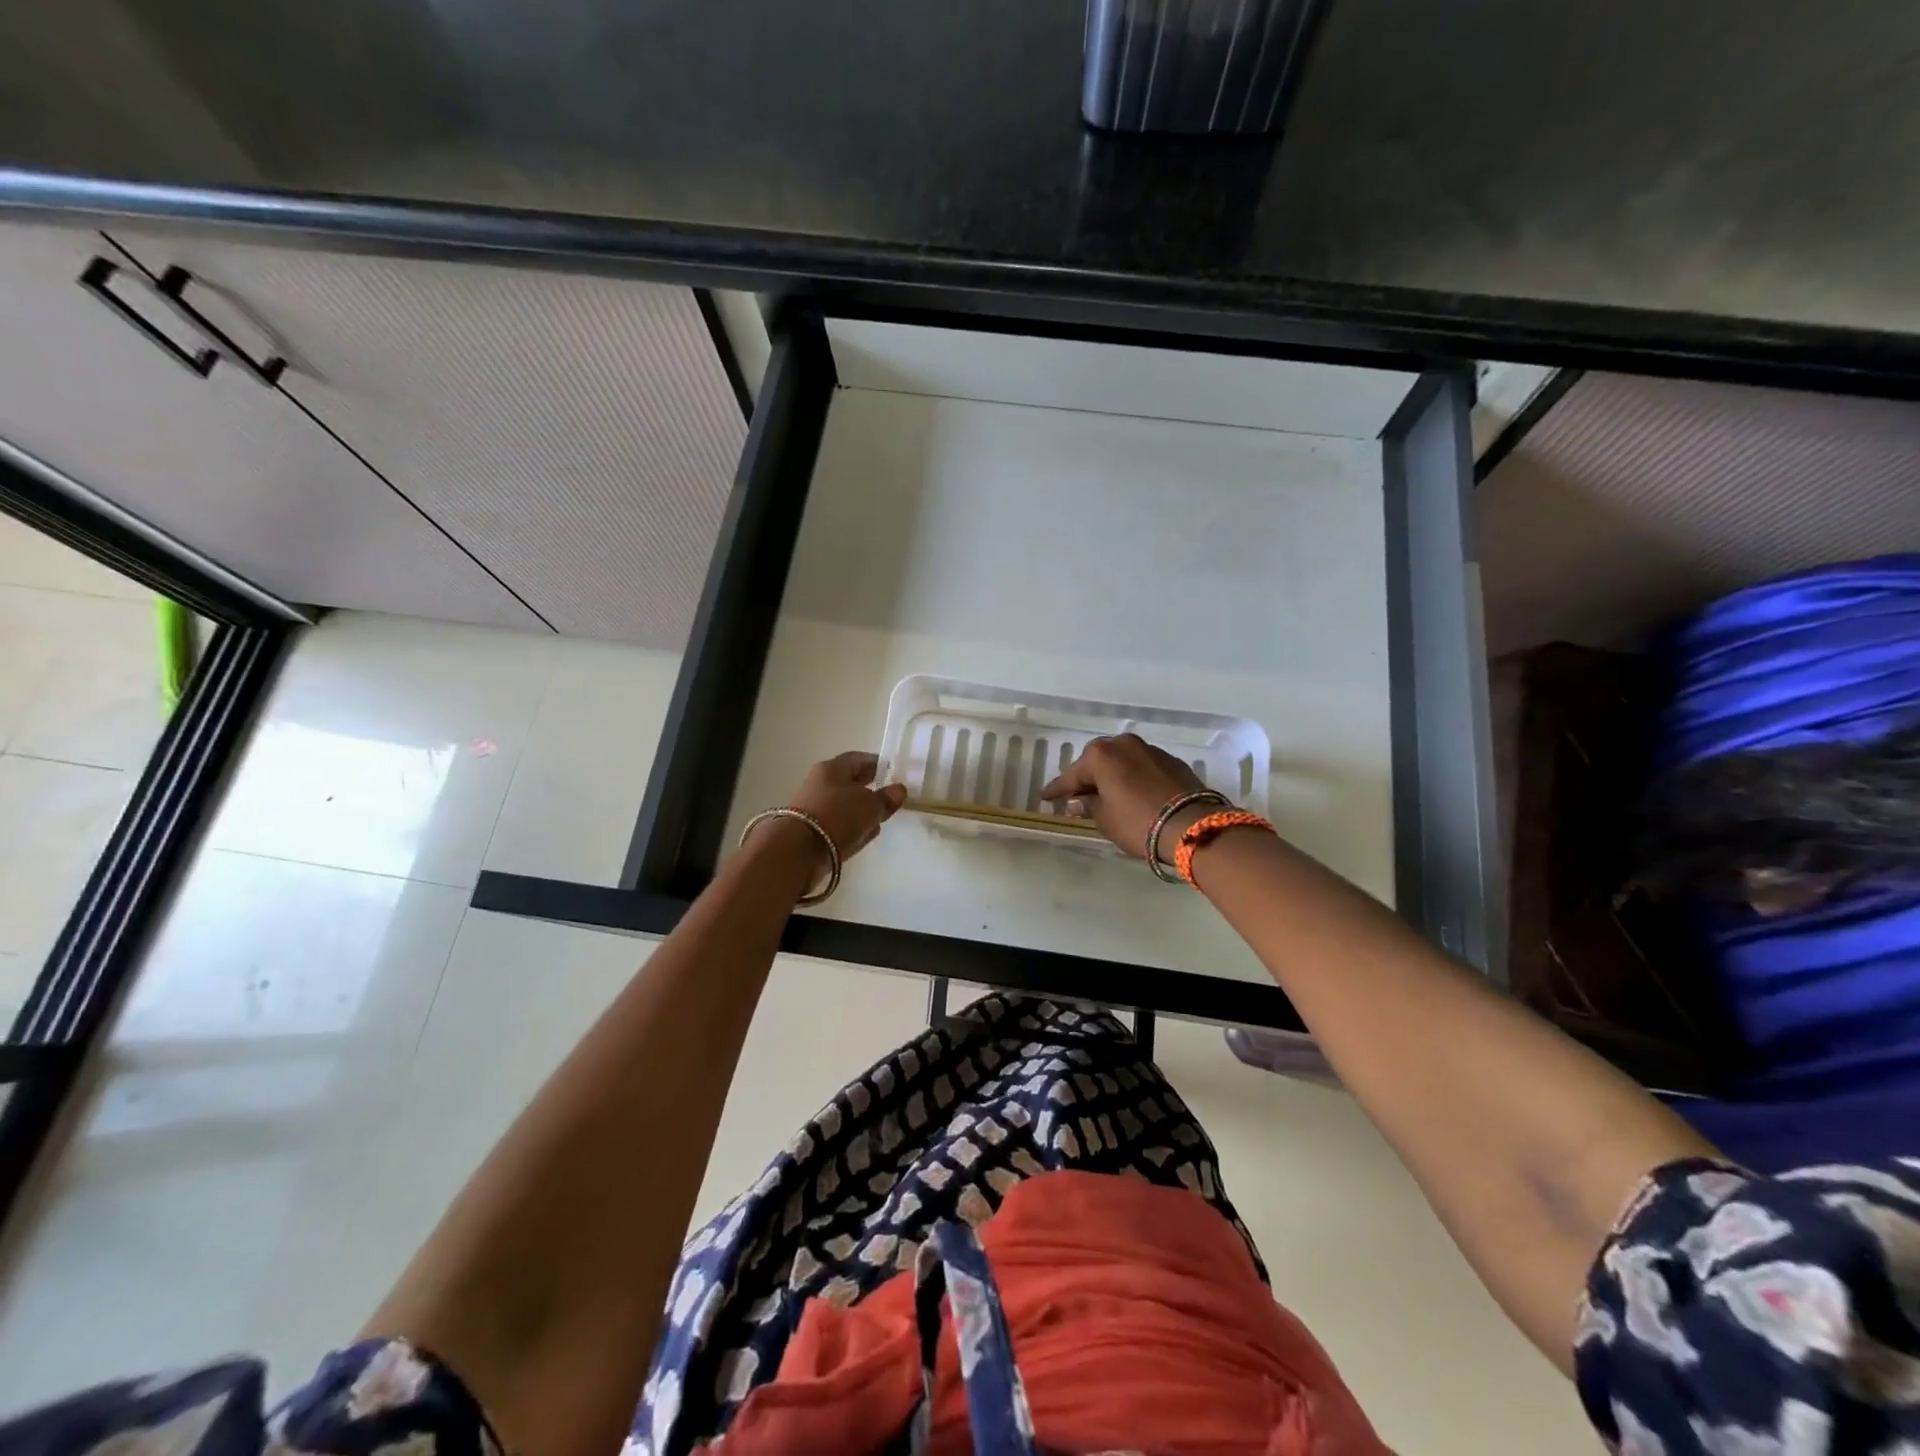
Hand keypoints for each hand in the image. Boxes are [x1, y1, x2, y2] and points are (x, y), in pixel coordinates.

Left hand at [781, 751, 907, 862]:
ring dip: (860, 812)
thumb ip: (887, 798)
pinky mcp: (811, 832)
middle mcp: (819, 784)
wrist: (797, 851)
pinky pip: (837, 825)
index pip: (857, 759)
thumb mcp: (870, 805)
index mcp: (832, 768)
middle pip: (849, 783)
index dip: (876, 764)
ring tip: (879, 820)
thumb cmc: (838, 816)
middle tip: (888, 798)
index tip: (892, 772)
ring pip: (844, 806)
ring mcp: (813, 809)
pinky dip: (850, 828)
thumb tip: (898, 790)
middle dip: (869, 789)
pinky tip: (862, 836)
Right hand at [1040, 733, 1219, 862]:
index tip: (1046, 797)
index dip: (1058, 789)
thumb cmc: (1138, 822)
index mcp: (1102, 755)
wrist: (1192, 825)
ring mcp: (1151, 750)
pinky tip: (1131, 792)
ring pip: (1122, 761)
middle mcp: (1124, 745)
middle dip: (1087, 777)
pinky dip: (1132, 777)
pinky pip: (1142, 767)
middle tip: (1077, 795)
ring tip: (1105, 794)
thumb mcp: (1105, 820)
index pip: (1072, 774)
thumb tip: (1077, 801)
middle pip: (1098, 760)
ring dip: (1112, 775)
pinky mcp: (1172, 762)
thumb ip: (1088, 806)